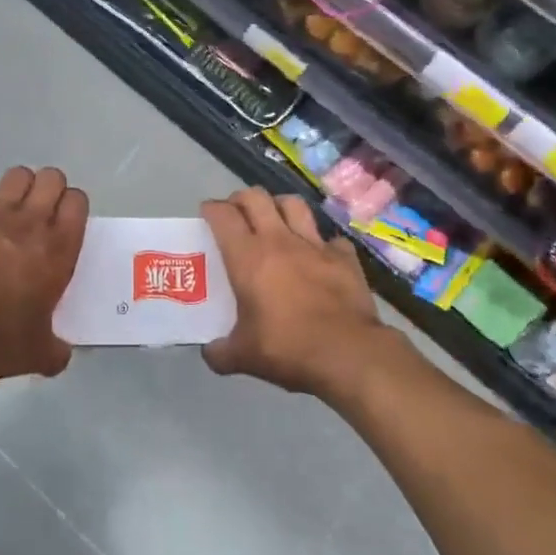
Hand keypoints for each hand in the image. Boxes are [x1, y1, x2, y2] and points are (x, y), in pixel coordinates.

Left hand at [0, 166, 88, 384]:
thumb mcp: (39, 352)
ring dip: (19, 189)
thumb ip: (56, 347)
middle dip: (49, 190)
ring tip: (11, 213)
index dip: (72, 207)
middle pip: (51, 177)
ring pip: (17, 175)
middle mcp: (30, 222)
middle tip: (40, 214)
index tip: (65, 223)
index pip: (77, 200)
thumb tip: (60, 354)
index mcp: (58, 248)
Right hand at [201, 188, 394, 397]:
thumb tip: (210, 352)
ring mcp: (315, 244)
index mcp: (248, 256)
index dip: (211, 209)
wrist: (348, 354)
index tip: (207, 215)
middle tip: (237, 215)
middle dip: (241, 199)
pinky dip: (322, 244)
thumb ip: (220, 352)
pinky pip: (331, 239)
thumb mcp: (243, 357)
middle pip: (256, 197)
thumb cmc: (288, 348)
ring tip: (276, 221)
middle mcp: (279, 240)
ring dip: (280, 207)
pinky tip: (320, 257)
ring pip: (293, 204)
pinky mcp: (344, 257)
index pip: (223, 215)